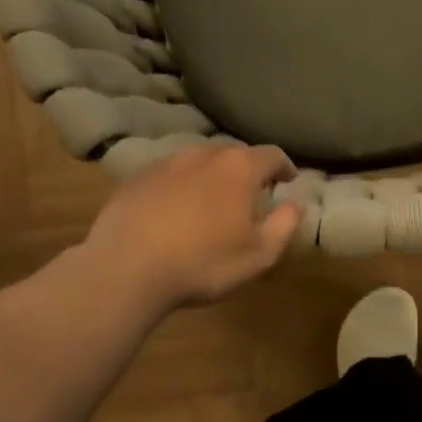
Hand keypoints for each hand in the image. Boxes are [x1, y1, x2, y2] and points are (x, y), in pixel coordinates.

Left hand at [82, 144, 300, 308]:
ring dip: (213, 175)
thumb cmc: (204, 262)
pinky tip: (177, 210)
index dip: (285, 167)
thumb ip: (285, 224)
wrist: (126, 269)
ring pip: (199, 160)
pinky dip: (182, 185)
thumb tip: (296, 204)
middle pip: (234, 153)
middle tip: (252, 193)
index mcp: (239, 169)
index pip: (272, 154)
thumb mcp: (260, 254)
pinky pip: (170, 174)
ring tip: (213, 200)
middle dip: (248, 170)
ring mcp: (166, 163)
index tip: (288, 181)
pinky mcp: (136, 178)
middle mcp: (203, 155)